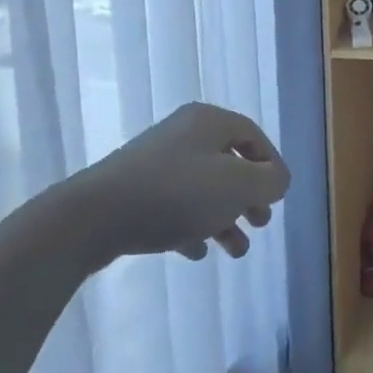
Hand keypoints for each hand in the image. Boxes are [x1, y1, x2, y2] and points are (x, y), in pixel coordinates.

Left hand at [53, 102, 290, 269]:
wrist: (93, 217)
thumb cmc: (177, 193)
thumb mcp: (237, 185)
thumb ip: (269, 182)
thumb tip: (278, 180)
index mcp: (209, 121)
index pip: (254, 137)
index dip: (272, 166)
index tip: (279, 198)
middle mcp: (184, 133)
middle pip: (229, 162)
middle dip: (249, 196)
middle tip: (261, 223)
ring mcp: (156, 161)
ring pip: (203, 188)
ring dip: (225, 218)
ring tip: (236, 251)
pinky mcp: (134, 190)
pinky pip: (174, 204)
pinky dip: (192, 224)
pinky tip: (196, 251)